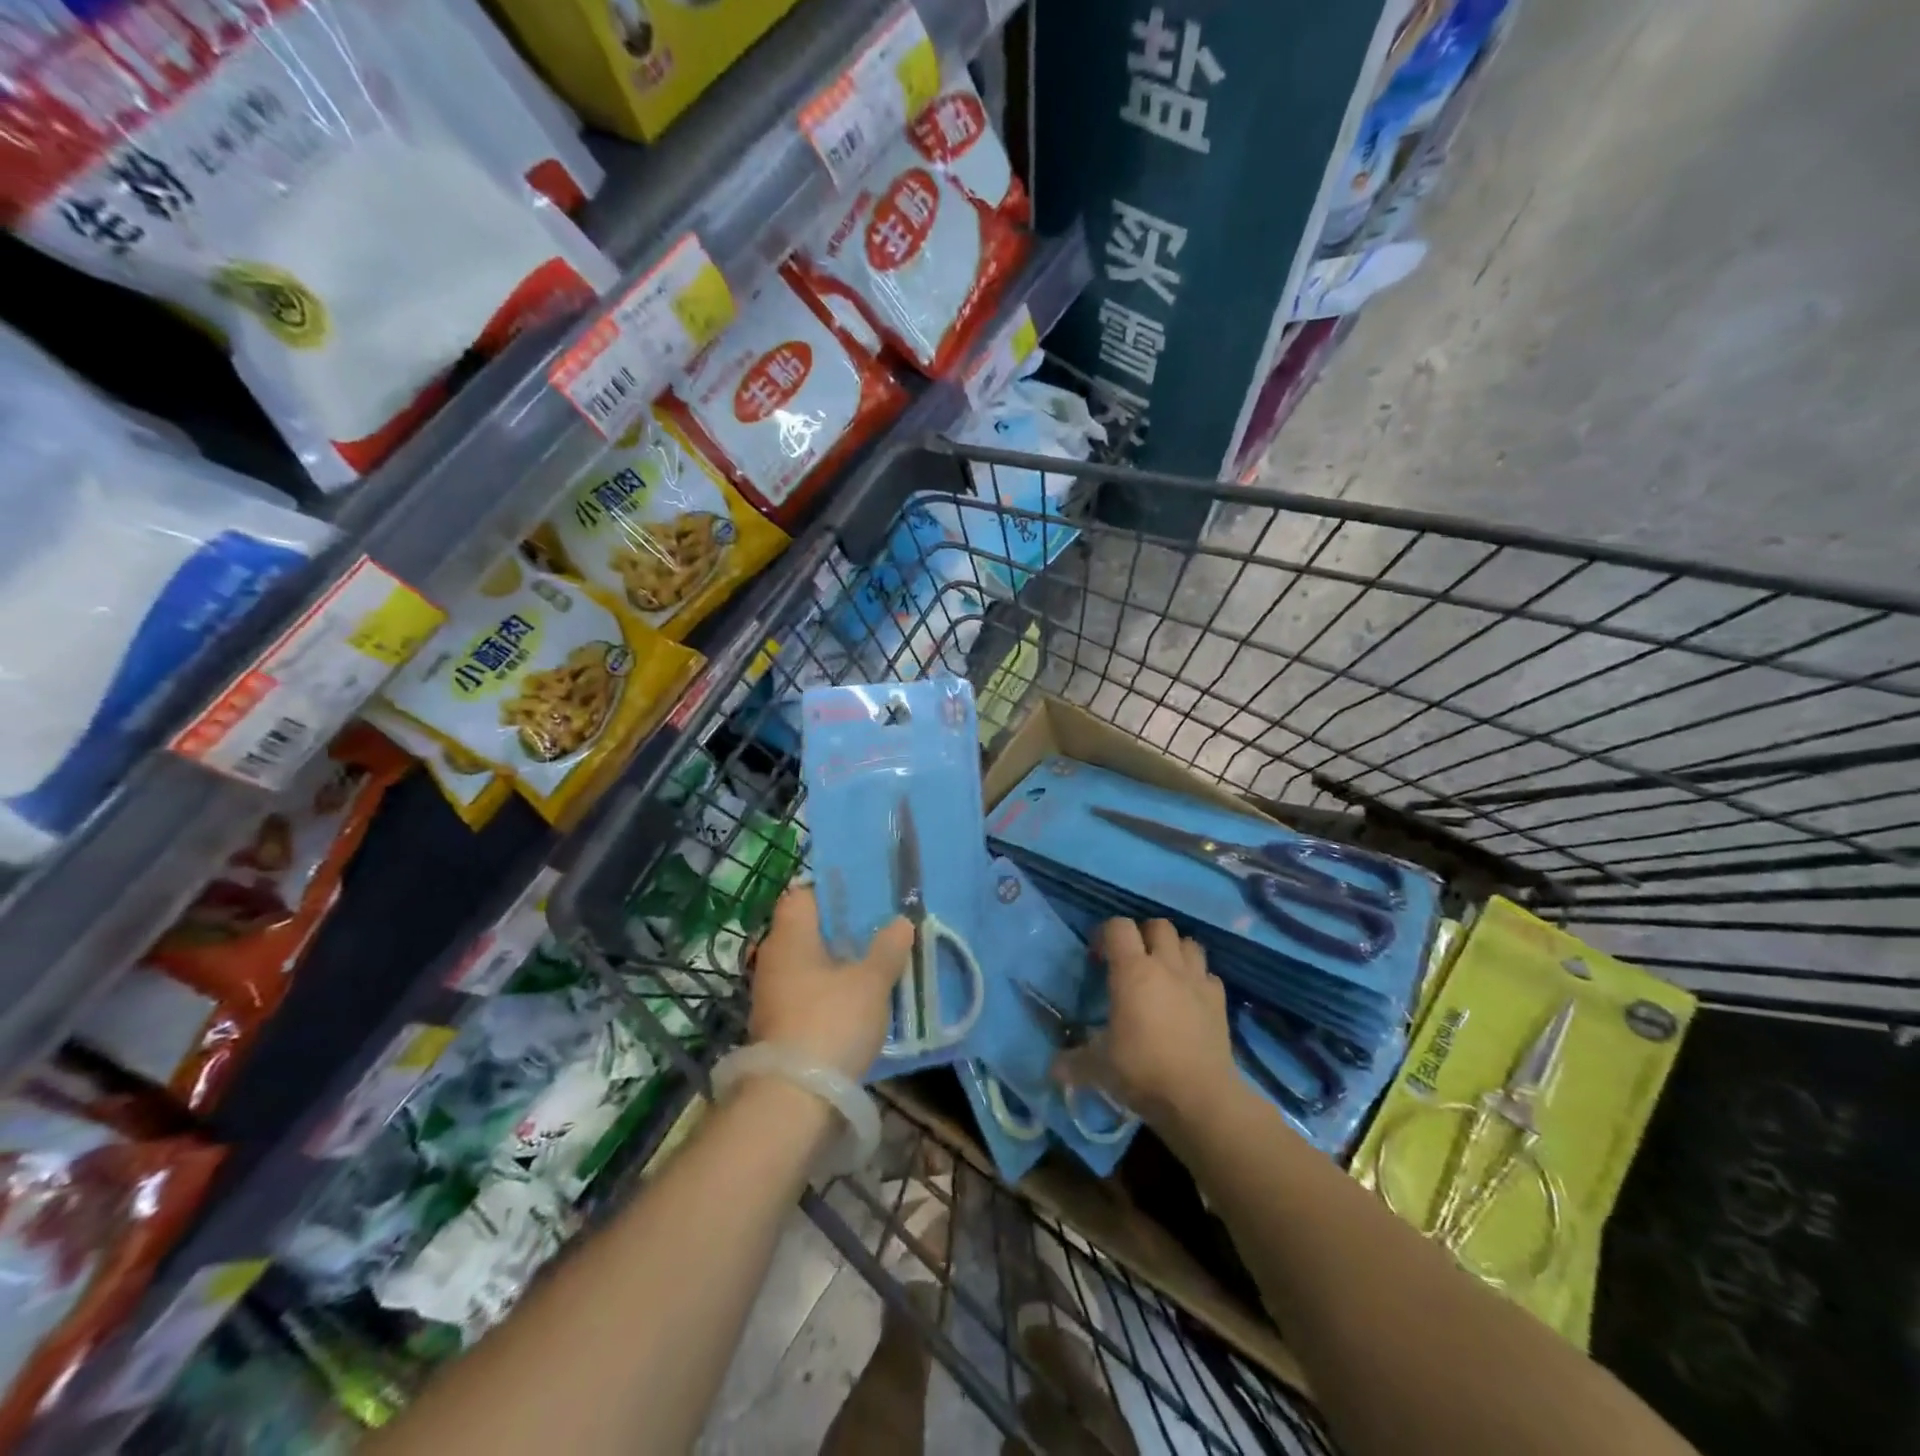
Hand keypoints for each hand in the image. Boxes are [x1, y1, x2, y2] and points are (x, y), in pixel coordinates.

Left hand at [749, 885, 914, 1079]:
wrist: (794, 1098)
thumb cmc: (832, 1022)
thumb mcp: (871, 982)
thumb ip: (888, 948)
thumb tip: (900, 920)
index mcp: (789, 936)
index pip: (802, 894)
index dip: (831, 891)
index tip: (864, 896)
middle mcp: (773, 957)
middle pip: (807, 929)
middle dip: (841, 929)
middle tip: (879, 928)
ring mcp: (771, 993)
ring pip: (808, 963)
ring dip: (836, 962)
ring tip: (875, 963)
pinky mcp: (777, 1024)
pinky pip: (806, 991)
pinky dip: (829, 990)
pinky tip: (857, 1000)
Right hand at [1053, 918, 1238, 1132]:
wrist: (1200, 1098)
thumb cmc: (1143, 1071)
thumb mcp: (1098, 1068)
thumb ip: (1073, 1062)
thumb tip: (1052, 1068)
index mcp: (1132, 971)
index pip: (1118, 927)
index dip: (1106, 934)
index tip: (1098, 958)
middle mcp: (1166, 966)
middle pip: (1159, 925)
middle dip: (1144, 935)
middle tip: (1132, 960)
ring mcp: (1197, 981)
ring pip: (1189, 943)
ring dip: (1175, 951)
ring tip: (1163, 973)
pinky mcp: (1220, 1001)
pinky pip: (1208, 975)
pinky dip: (1198, 979)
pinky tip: (1189, 998)